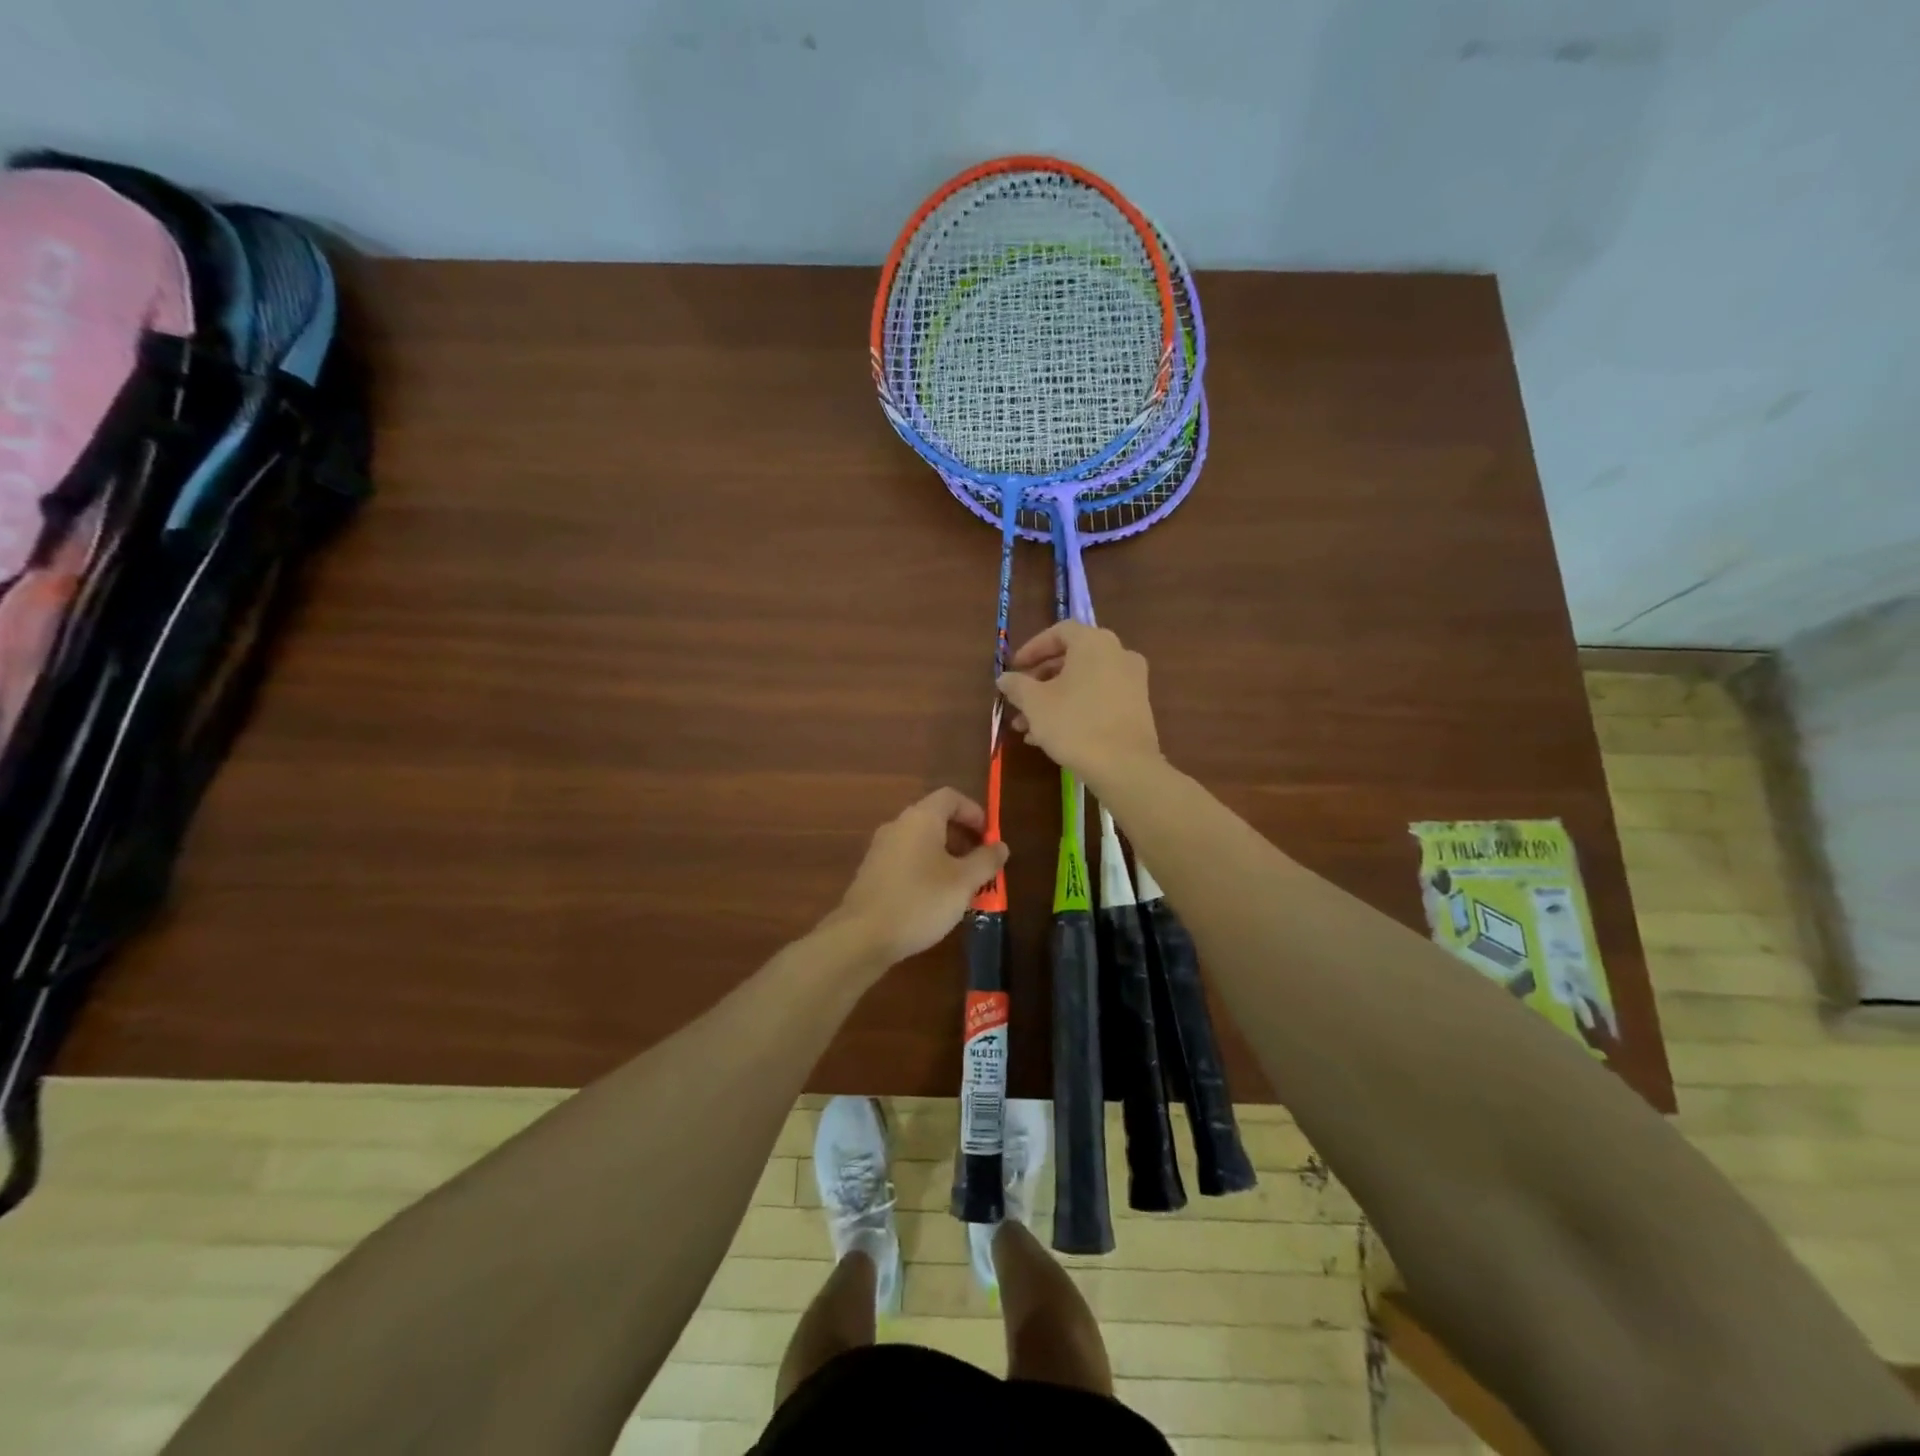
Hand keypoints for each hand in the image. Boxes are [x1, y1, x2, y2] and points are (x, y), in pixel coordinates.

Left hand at [826, 788, 1009, 964]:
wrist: (862, 936)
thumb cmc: (920, 901)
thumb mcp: (963, 882)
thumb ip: (986, 861)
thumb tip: (1000, 846)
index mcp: (920, 819)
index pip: (951, 797)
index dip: (974, 811)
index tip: (989, 837)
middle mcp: (897, 826)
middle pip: (935, 818)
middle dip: (962, 837)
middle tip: (980, 864)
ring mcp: (880, 849)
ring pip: (920, 842)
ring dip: (945, 856)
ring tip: (961, 886)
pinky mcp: (871, 873)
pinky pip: (906, 860)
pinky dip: (925, 869)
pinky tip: (934, 900)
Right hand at [996, 622, 1162, 786]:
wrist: (1124, 766)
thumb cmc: (1075, 724)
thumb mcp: (1035, 703)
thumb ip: (1016, 685)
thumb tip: (1004, 678)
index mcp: (1094, 643)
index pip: (1059, 632)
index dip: (1032, 648)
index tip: (1015, 669)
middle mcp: (1118, 654)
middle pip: (1071, 659)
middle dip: (1040, 681)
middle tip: (1019, 700)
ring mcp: (1132, 681)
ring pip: (1083, 683)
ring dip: (1053, 700)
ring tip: (1027, 726)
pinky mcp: (1137, 707)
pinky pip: (1099, 699)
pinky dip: (1075, 709)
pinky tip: (1051, 736)